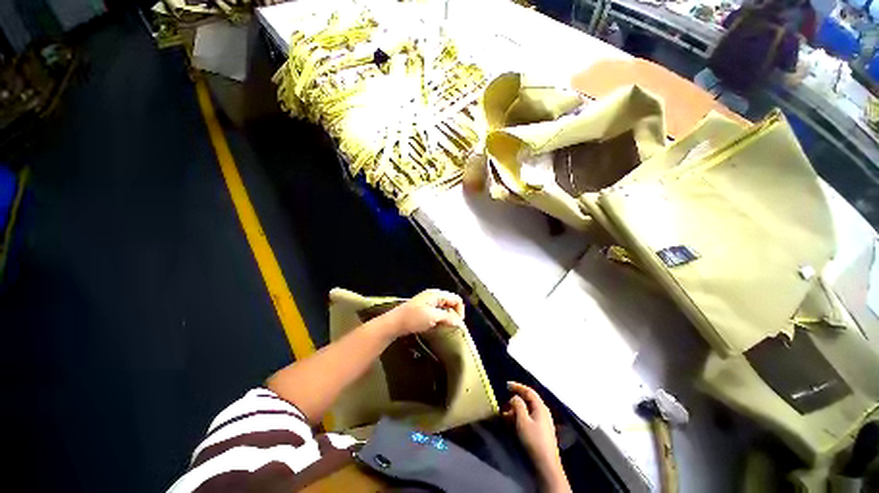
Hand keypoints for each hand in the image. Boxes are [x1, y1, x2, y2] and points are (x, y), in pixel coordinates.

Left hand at [383, 289, 464, 337]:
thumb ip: (448, 317)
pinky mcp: (423, 309)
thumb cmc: (413, 318)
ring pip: (444, 307)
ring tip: (446, 327)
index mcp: (436, 294)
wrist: (394, 323)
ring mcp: (427, 301)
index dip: (460, 311)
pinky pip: (437, 311)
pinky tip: (437, 325)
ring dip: (447, 317)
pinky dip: (441, 317)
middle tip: (453, 326)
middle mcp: (433, 295)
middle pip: (451, 302)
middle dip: (454, 313)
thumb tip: (459, 322)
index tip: (458, 324)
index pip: (456, 299)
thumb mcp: (433, 317)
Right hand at [504, 382, 569, 491]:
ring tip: (504, 415)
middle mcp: (543, 412)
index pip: (528, 391)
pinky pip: (528, 419)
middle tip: (504, 402)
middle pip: (528, 401)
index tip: (506, 385)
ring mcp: (543, 423)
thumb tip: (515, 397)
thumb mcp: (522, 421)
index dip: (517, 386)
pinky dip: (519, 418)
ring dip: (516, 411)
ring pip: (527, 411)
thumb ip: (518, 405)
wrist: (546, 465)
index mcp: (540, 407)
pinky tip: (512, 424)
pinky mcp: (541, 432)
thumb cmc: (534, 440)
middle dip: (515, 401)